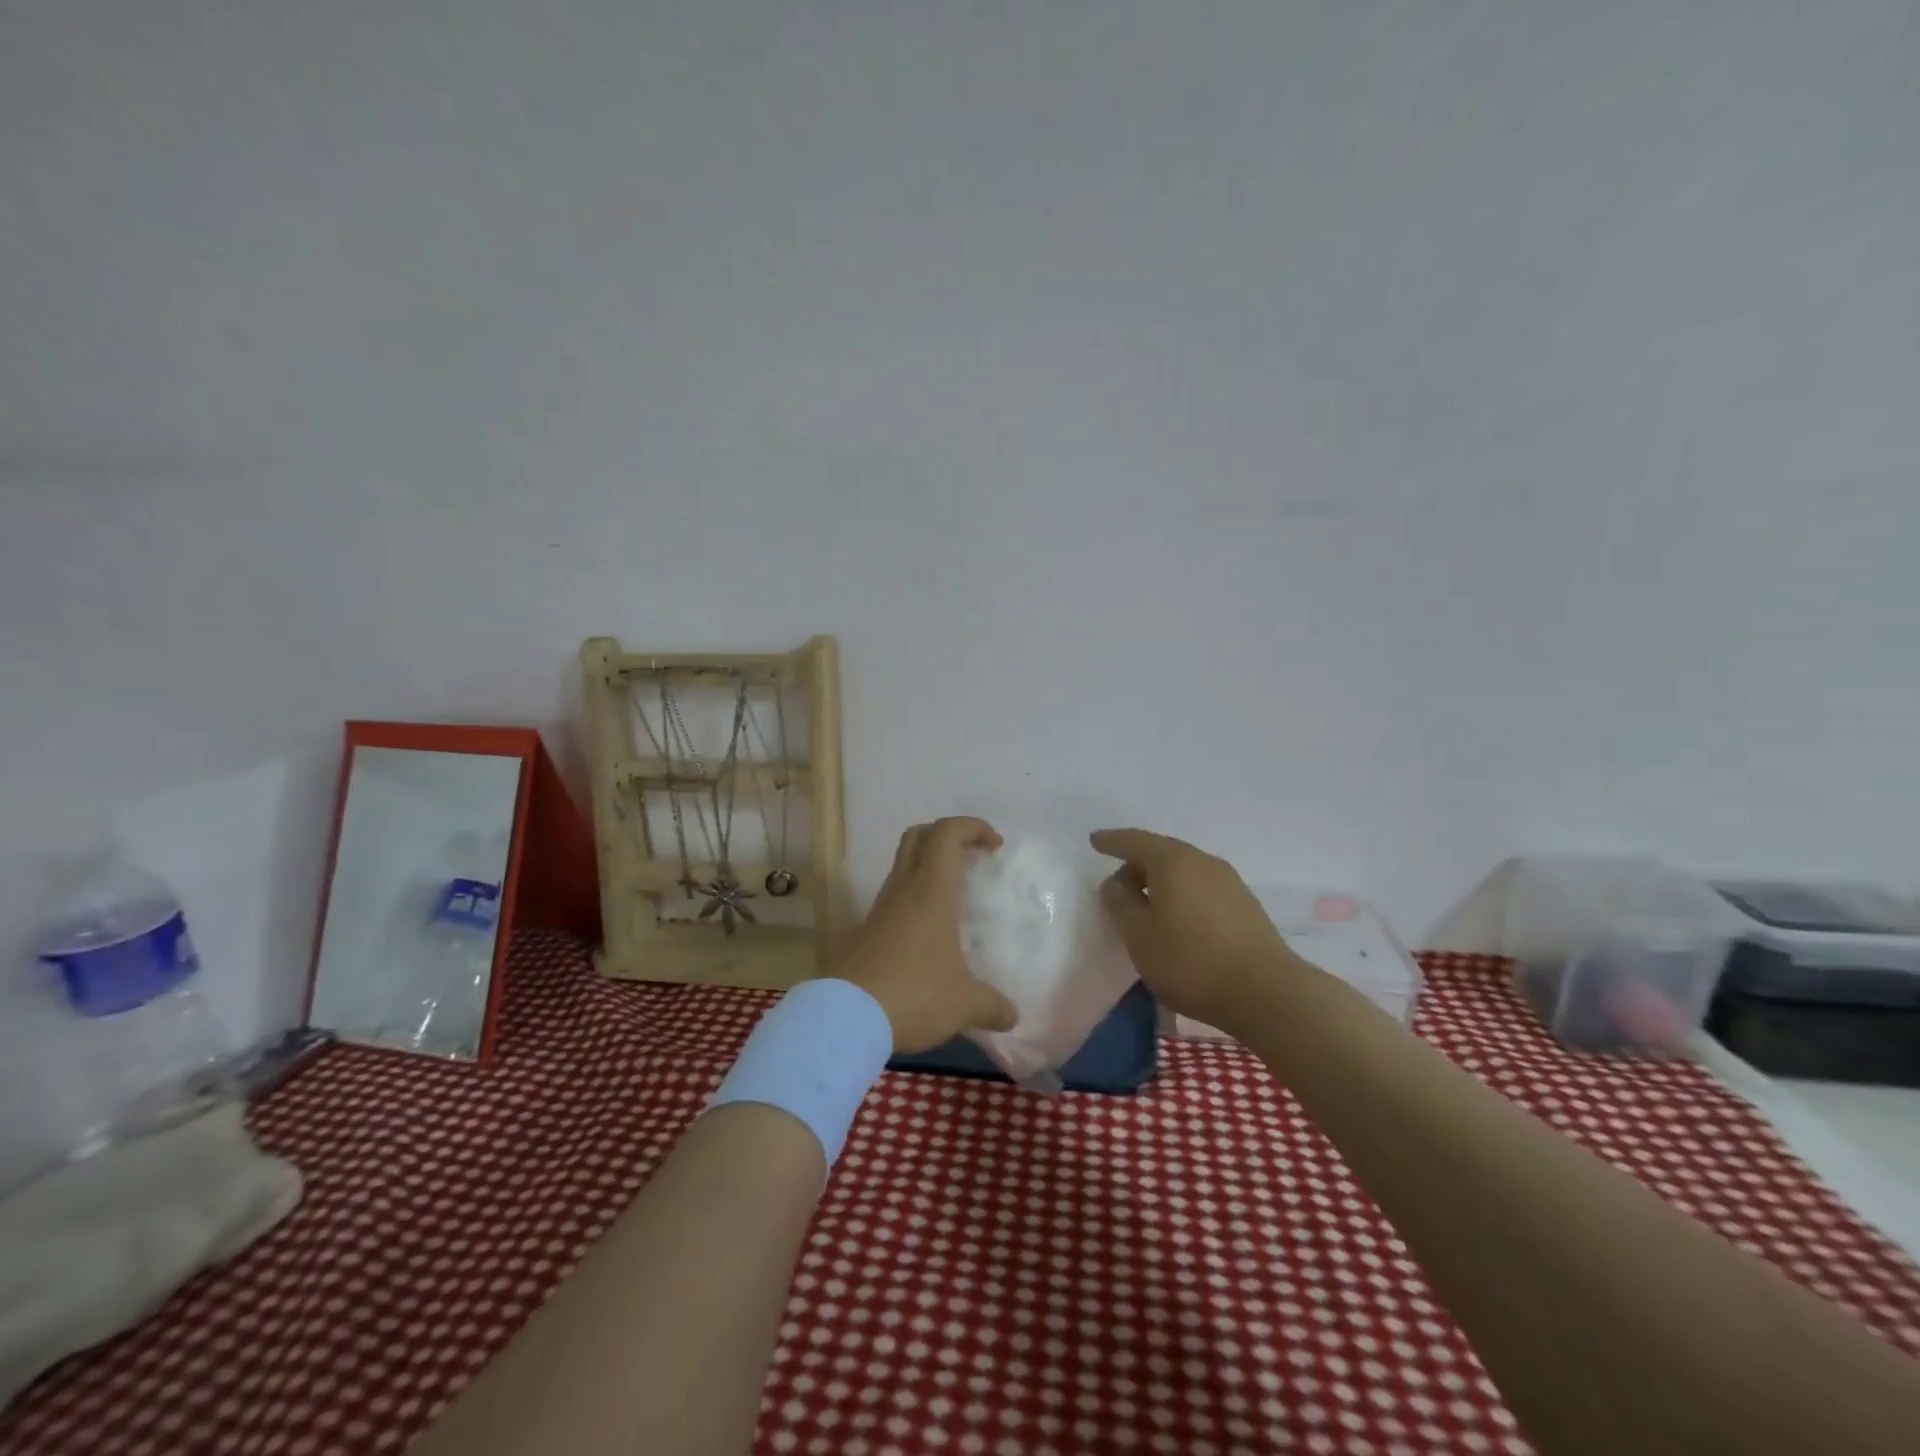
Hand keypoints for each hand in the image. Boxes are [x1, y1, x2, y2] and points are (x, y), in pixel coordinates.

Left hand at [837, 817, 1019, 1053]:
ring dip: (928, 867)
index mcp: (932, 891)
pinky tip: (929, 934)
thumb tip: (1012, 1016)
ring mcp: (880, 909)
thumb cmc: (915, 994)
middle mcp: (904, 890)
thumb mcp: (964, 1004)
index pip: (948, 833)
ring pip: (903, 865)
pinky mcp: (865, 932)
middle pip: (919, 836)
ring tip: (954, 897)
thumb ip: (992, 1006)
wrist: (845, 1018)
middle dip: (947, 835)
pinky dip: (914, 899)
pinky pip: (893, 898)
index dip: (973, 827)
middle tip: (971, 856)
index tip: (995, 845)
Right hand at [1090, 828, 1300, 1030]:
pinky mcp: (1245, 905)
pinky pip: (1201, 888)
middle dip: (1136, 865)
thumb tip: (1115, 883)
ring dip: (1160, 883)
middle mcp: (1202, 861)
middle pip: (1161, 853)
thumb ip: (1120, 904)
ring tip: (1146, 908)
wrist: (1266, 993)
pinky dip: (1182, 895)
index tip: (1094, 841)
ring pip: (1184, 871)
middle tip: (1117, 888)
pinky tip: (1177, 921)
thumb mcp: (1139, 935)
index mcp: (1172, 861)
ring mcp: (1229, 881)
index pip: (1134, 841)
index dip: (1112, 841)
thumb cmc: (1190, 961)